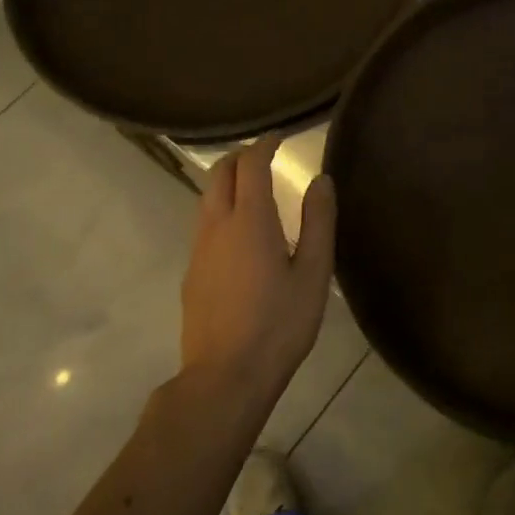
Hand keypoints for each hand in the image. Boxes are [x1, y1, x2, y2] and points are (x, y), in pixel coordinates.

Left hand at [180, 136, 336, 407]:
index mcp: (249, 220)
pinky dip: (222, 209)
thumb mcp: (314, 273)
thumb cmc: (279, 324)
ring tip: (255, 188)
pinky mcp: (192, 274)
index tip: (280, 137)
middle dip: (241, 157)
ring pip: (207, 198)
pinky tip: (242, 233)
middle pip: (219, 174)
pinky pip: (204, 224)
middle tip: (266, 156)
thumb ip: (319, 221)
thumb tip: (321, 180)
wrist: (225, 377)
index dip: (264, 144)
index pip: (250, 164)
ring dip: (228, 182)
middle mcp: (217, 226)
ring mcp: (199, 250)